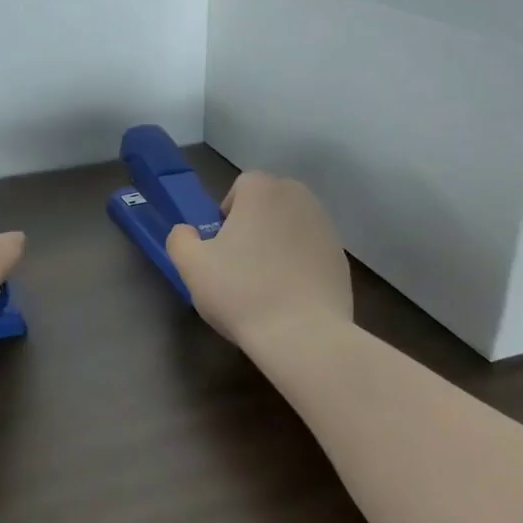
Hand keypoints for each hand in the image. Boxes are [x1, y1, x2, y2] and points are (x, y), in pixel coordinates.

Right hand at [166, 172, 352, 350]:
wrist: (303, 335)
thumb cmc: (241, 292)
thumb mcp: (191, 265)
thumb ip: (180, 238)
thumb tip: (188, 233)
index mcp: (263, 191)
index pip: (241, 187)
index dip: (227, 214)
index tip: (222, 245)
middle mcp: (299, 199)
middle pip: (268, 203)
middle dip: (253, 224)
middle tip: (239, 261)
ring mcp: (326, 228)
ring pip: (291, 226)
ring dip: (276, 243)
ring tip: (264, 281)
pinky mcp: (342, 259)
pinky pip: (310, 251)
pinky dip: (298, 264)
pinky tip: (288, 295)